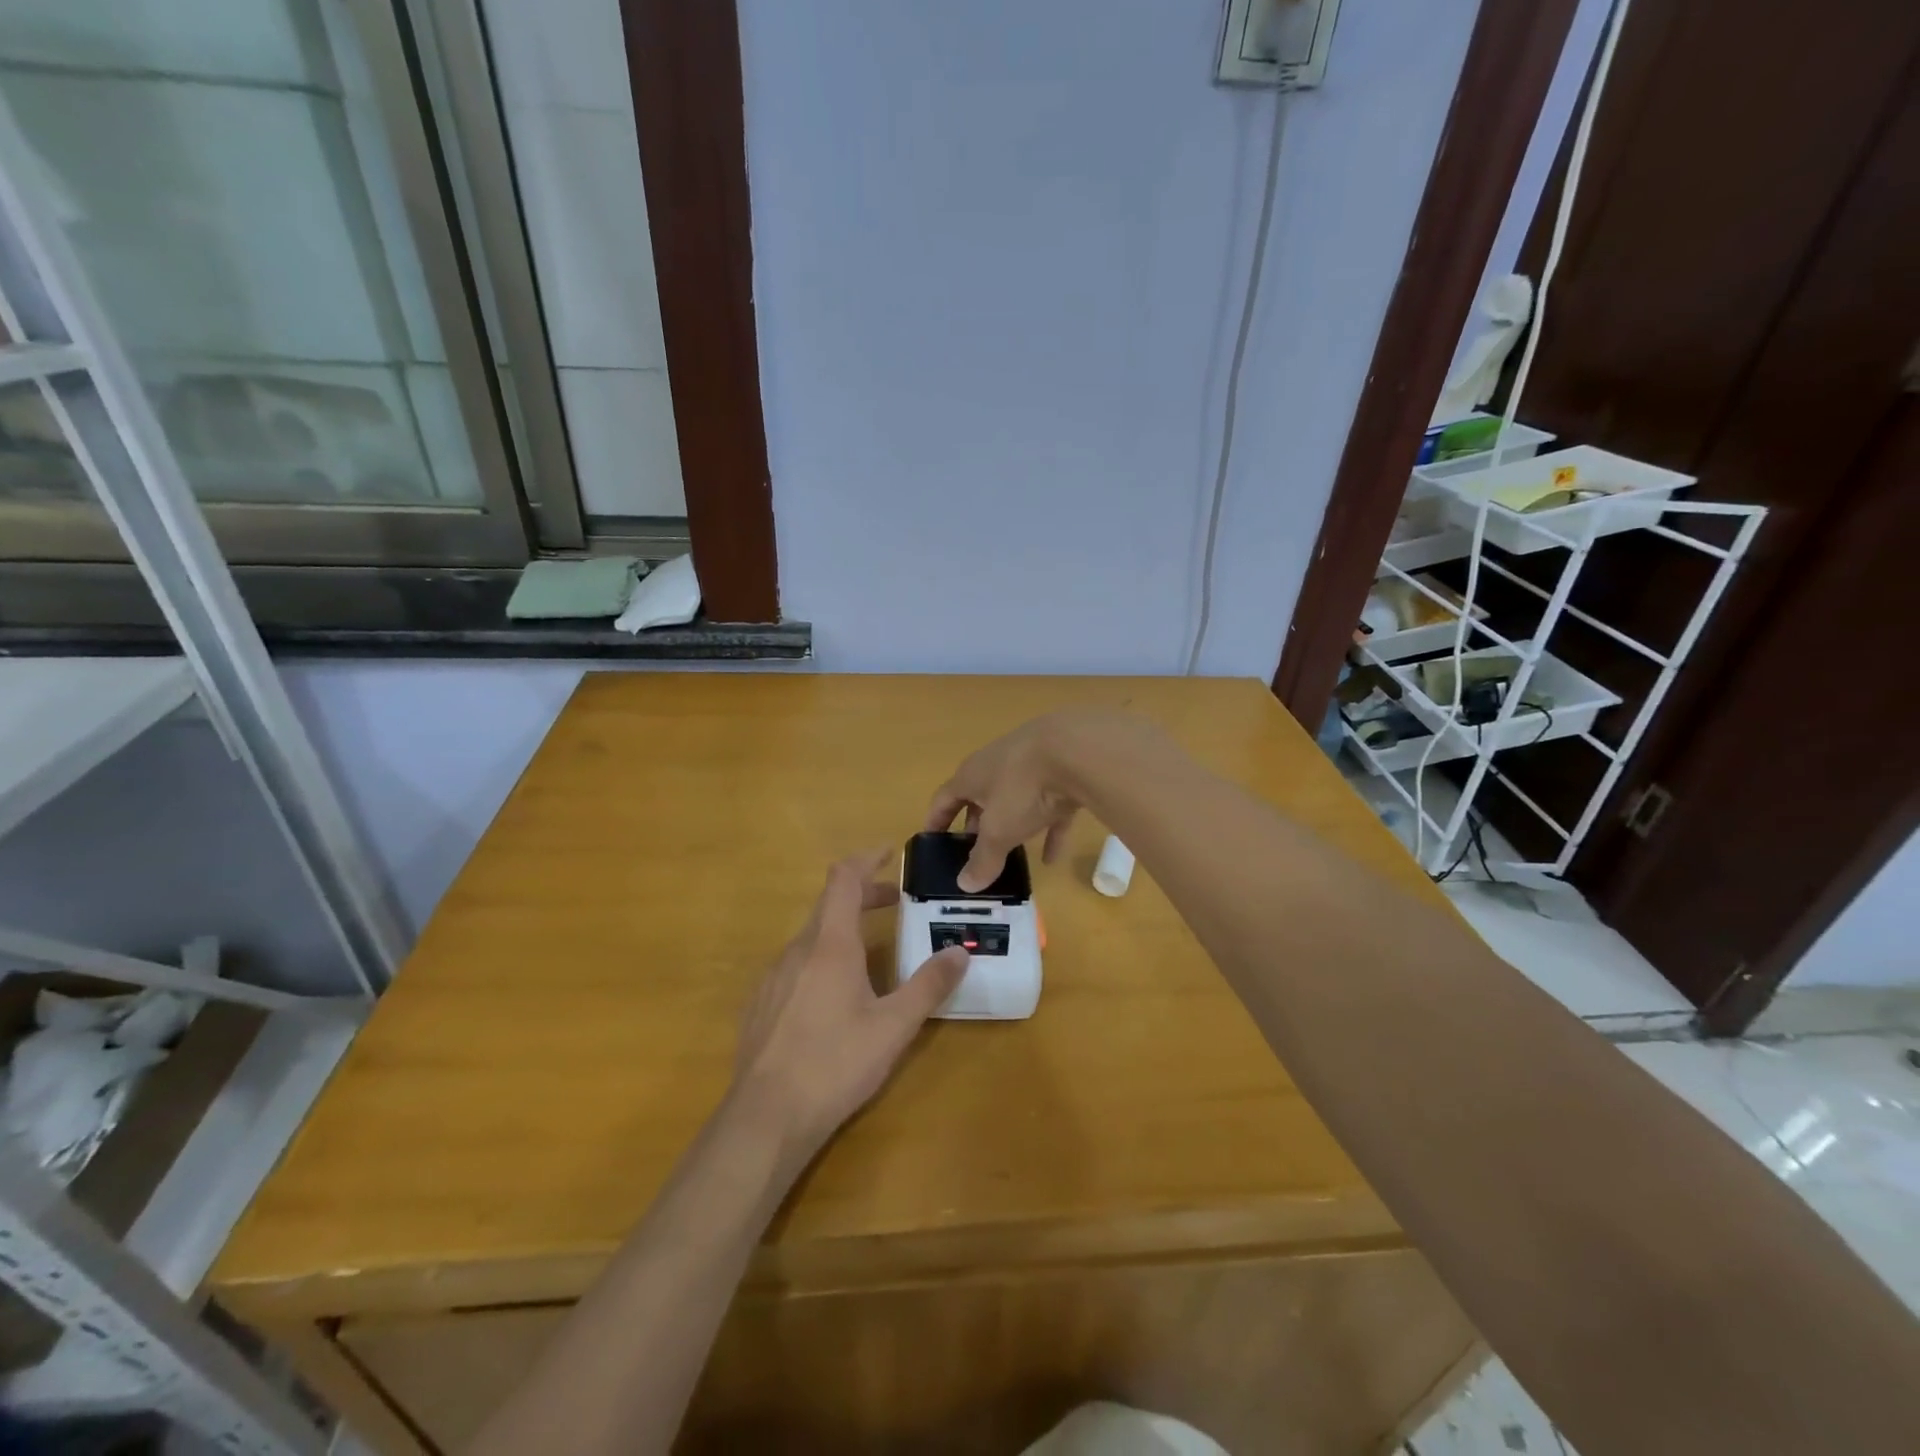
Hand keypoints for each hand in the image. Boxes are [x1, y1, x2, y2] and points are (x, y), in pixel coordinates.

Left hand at [731, 850, 967, 1160]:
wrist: (765, 1118)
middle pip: (829, 905)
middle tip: (895, 904)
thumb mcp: (894, 1027)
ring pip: (812, 937)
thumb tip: (959, 952)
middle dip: (863, 897)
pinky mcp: (760, 1003)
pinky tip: (833, 996)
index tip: (889, 853)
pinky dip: (821, 959)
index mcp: (830, 945)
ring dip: (843, 930)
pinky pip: (795, 964)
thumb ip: (928, 986)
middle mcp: (797, 950)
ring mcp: (773, 977)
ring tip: (871, 954)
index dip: (866, 859)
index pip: (844, 879)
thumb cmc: (835, 1064)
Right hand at [926, 709, 1160, 892]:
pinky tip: (1053, 858)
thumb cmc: (1022, 788)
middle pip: (979, 798)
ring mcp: (1031, 765)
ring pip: (1016, 801)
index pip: (944, 799)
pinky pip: (1050, 806)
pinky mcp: (1062, 772)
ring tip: (1010, 855)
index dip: (935, 822)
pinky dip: (1048, 831)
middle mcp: (996, 765)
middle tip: (973, 853)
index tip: (931, 843)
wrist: (1077, 749)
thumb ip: (983, 859)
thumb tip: (964, 885)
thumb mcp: (998, 830)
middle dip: (975, 825)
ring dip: (1012, 826)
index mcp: (971, 775)